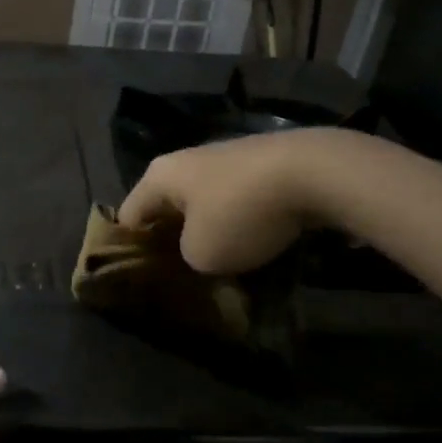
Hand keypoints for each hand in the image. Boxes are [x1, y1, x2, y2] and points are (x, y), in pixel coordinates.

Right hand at [117, 129, 348, 274]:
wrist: (313, 173)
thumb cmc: (240, 212)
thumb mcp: (202, 254)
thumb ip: (186, 259)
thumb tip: (197, 253)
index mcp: (159, 176)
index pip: (128, 217)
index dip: (130, 251)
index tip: (143, 282)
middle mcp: (185, 161)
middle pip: (167, 209)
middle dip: (174, 243)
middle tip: (184, 280)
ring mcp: (224, 159)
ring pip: (204, 206)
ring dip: (210, 235)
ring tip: (223, 270)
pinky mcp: (259, 166)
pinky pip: (236, 202)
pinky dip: (240, 225)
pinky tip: (255, 248)